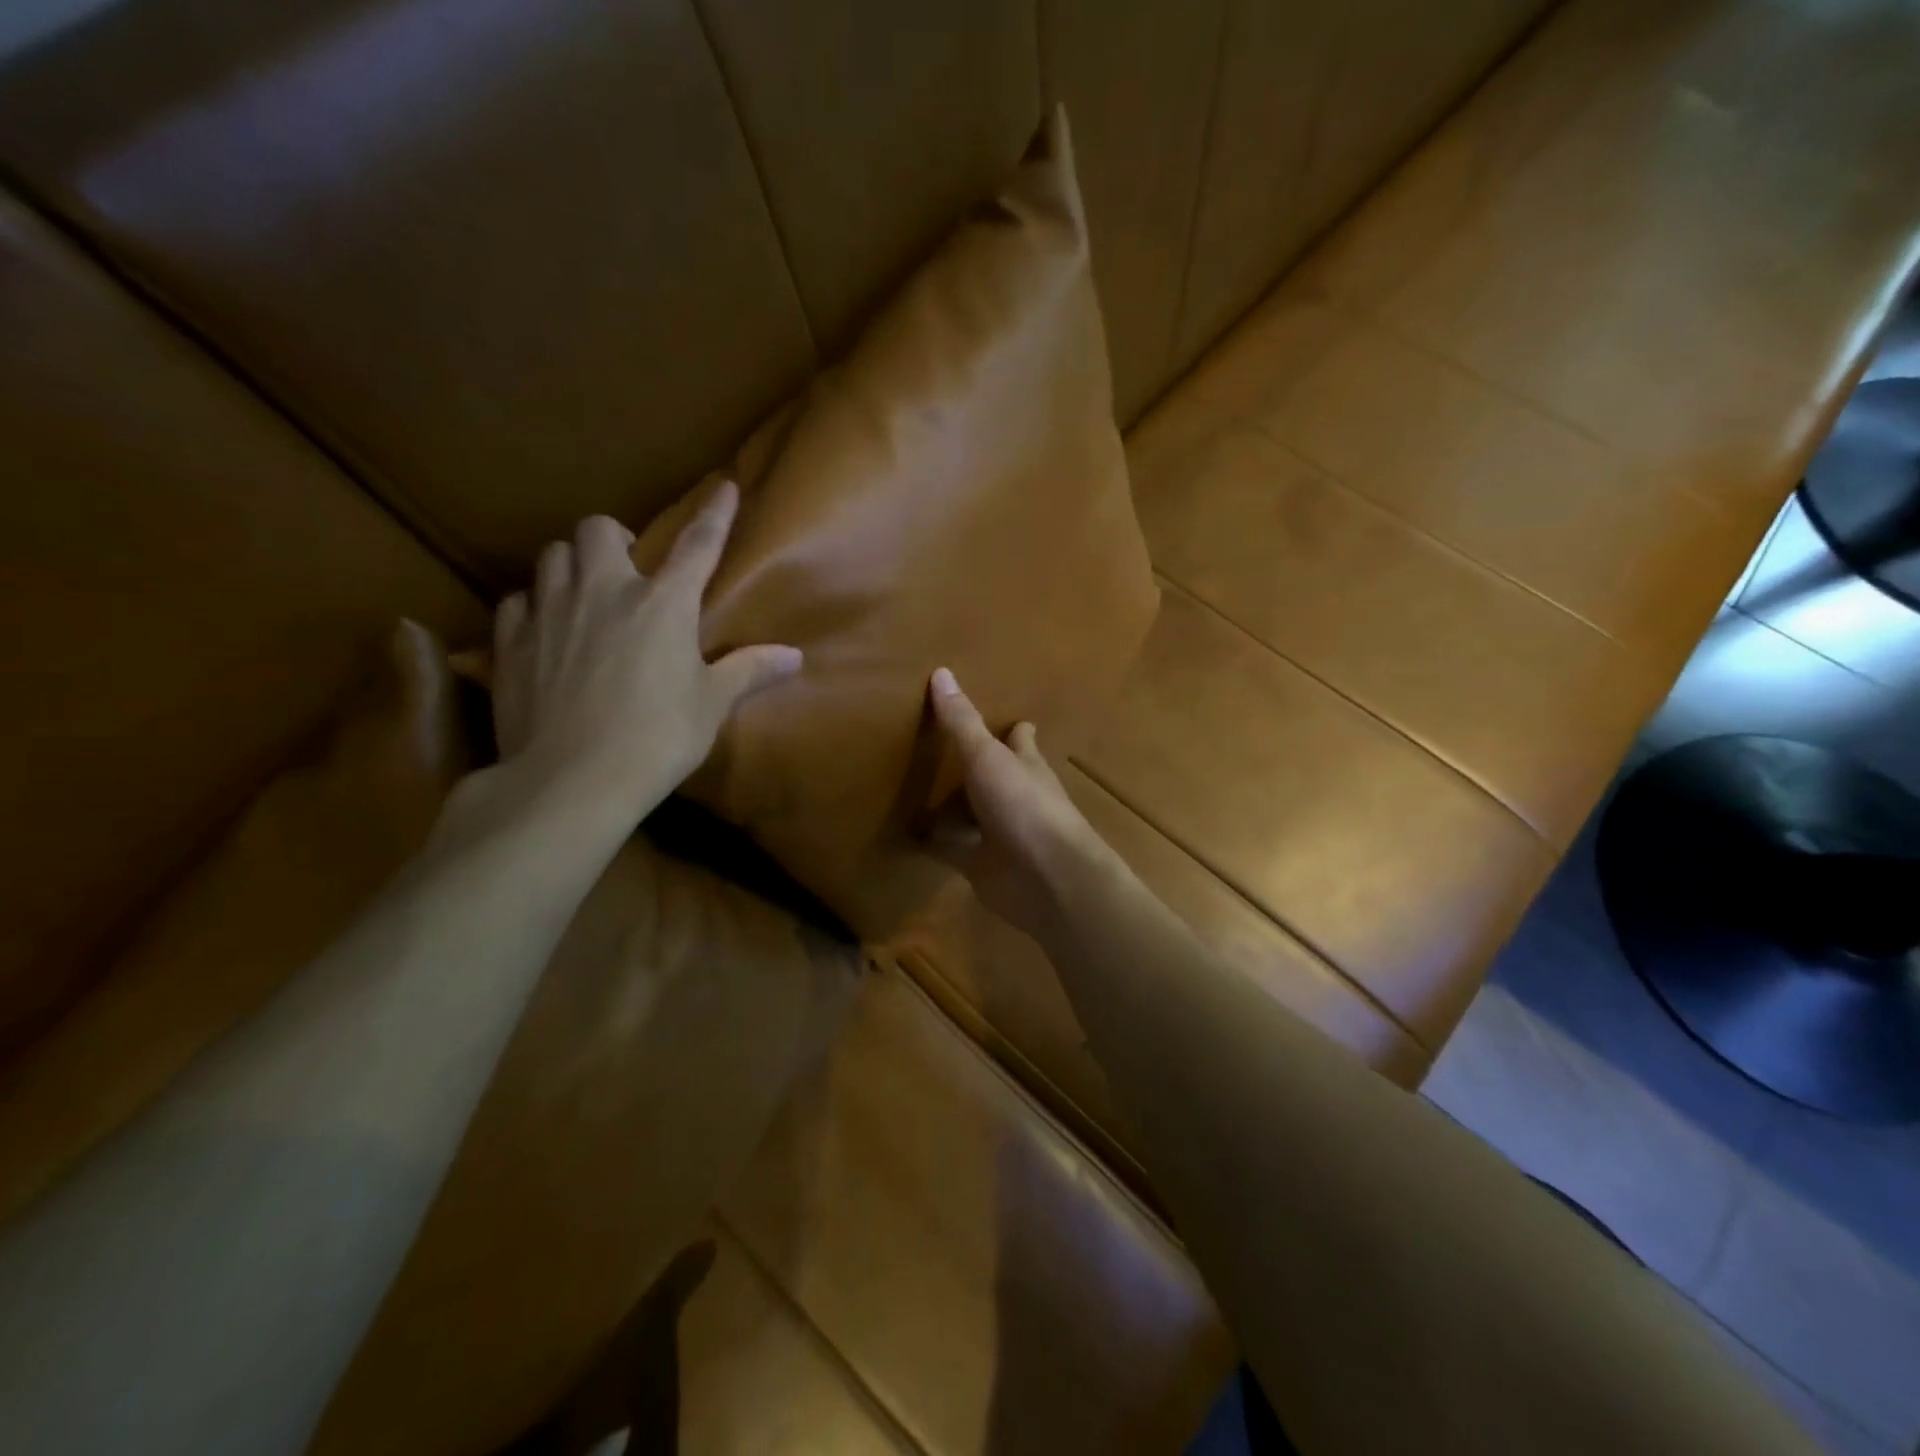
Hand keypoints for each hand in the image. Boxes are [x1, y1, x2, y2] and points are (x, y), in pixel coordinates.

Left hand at [489, 481, 800, 826]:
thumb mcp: (711, 704)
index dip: (715, 514)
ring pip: (551, 555)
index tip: (724, 486)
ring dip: (571, 565)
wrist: (573, 779)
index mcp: (664, 604)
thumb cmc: (658, 738)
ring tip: (583, 595)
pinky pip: (517, 600)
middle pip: (597, 529)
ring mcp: (551, 611)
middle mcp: (604, 591)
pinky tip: (544, 630)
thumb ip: (750, 671)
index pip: (698, 544)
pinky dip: (533, 606)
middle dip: (613, 539)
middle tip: (626, 569)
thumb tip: (795, 657)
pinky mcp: (510, 640)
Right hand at [923, 667, 1119, 940]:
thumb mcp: (987, 757)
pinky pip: (950, 850)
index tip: (1003, 718)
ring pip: (971, 814)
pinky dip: (931, 843)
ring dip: (951, 807)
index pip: (1020, 739)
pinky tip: (906, 834)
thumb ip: (962, 723)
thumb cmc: (1024, 806)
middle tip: (939, 747)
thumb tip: (941, 671)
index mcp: (1025, 765)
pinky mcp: (981, 865)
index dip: (1014, 729)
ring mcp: (999, 833)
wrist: (1047, 879)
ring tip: (913, 788)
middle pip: (993, 776)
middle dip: (975, 766)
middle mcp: (1014, 796)